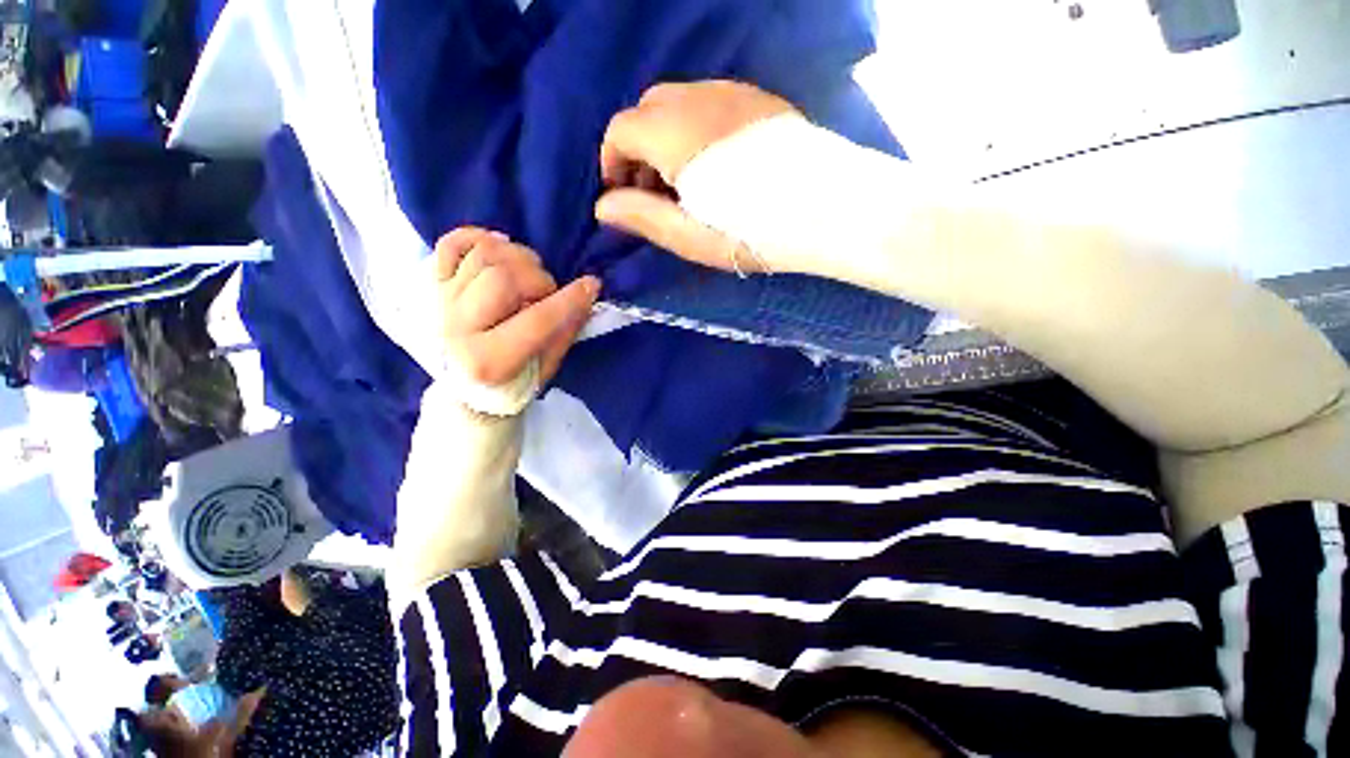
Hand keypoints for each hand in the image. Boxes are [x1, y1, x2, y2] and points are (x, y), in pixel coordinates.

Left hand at [436, 227, 599, 391]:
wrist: (461, 386)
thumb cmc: (511, 380)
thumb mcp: (545, 368)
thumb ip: (565, 331)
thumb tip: (587, 292)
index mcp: (490, 360)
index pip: (537, 320)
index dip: (570, 300)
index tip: (592, 285)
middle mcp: (458, 329)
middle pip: (504, 278)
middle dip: (539, 279)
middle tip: (546, 293)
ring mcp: (441, 302)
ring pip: (483, 255)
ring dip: (518, 257)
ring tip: (528, 275)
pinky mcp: (431, 283)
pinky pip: (451, 243)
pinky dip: (479, 237)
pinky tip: (501, 246)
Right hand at [595, 81, 796, 273]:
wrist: (824, 209)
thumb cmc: (750, 231)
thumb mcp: (689, 235)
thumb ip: (641, 217)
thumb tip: (603, 207)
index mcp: (673, 132)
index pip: (620, 130)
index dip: (612, 163)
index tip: (622, 196)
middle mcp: (697, 99)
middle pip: (647, 110)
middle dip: (639, 150)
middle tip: (654, 193)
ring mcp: (731, 93)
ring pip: (678, 103)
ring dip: (667, 138)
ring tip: (685, 183)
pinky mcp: (757, 100)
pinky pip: (710, 104)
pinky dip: (696, 129)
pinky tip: (716, 165)